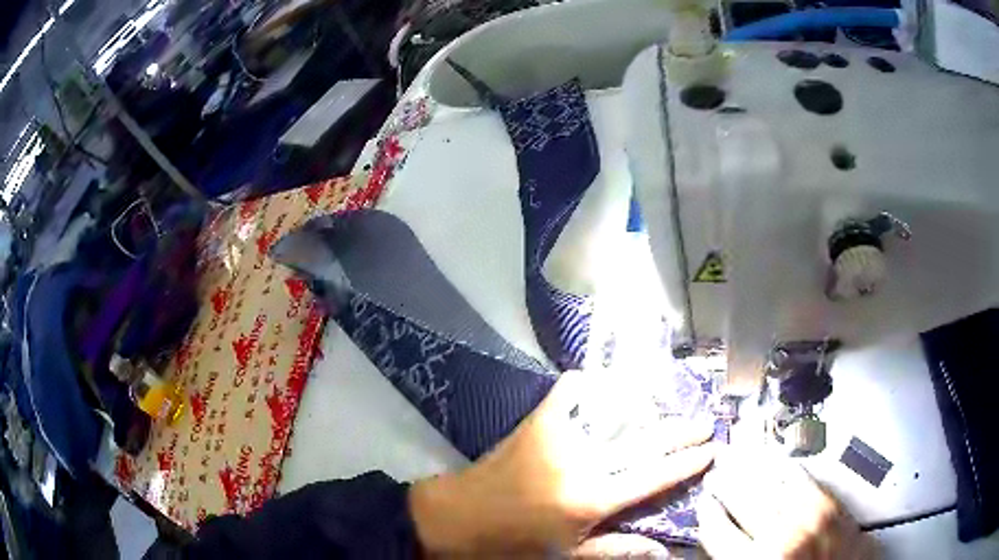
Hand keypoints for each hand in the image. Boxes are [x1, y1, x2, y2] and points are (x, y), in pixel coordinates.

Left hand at [409, 369, 715, 554]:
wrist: (456, 517)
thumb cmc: (513, 544)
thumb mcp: (565, 556)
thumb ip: (616, 550)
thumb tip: (663, 550)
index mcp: (591, 500)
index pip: (652, 478)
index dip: (686, 464)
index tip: (711, 450)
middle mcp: (582, 463)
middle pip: (644, 443)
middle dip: (680, 432)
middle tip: (706, 421)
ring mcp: (559, 437)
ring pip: (614, 415)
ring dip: (647, 410)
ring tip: (671, 405)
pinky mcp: (537, 421)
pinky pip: (569, 393)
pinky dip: (589, 385)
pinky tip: (605, 383)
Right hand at [698, 454, 877, 559]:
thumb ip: (737, 558)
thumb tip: (720, 540)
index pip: (718, 530)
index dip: (708, 514)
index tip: (703, 502)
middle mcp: (780, 536)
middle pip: (744, 499)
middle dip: (727, 482)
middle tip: (717, 470)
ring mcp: (809, 516)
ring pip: (772, 482)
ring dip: (753, 468)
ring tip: (741, 456)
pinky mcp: (831, 503)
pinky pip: (802, 478)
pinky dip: (785, 467)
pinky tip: (777, 460)